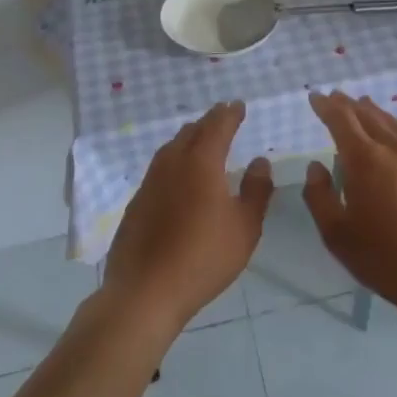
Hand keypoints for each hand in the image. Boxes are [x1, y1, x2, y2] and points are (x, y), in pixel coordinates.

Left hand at [103, 102, 273, 335]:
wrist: (145, 291)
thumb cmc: (203, 258)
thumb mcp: (245, 227)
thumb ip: (256, 191)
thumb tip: (260, 161)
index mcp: (201, 163)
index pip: (218, 126)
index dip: (230, 114)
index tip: (239, 105)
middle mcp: (172, 164)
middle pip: (191, 132)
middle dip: (209, 121)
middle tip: (223, 116)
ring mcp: (150, 182)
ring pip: (171, 147)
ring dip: (189, 137)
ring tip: (200, 139)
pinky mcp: (137, 202)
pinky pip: (159, 167)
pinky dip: (174, 159)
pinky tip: (178, 175)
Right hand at [303, 91, 396, 311]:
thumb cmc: (385, 257)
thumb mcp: (337, 234)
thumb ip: (319, 196)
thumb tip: (315, 166)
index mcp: (365, 159)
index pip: (341, 120)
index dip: (326, 106)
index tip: (314, 97)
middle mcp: (392, 147)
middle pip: (367, 114)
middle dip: (347, 104)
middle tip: (334, 97)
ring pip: (390, 121)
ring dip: (372, 110)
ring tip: (360, 105)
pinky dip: (393, 124)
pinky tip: (393, 130)